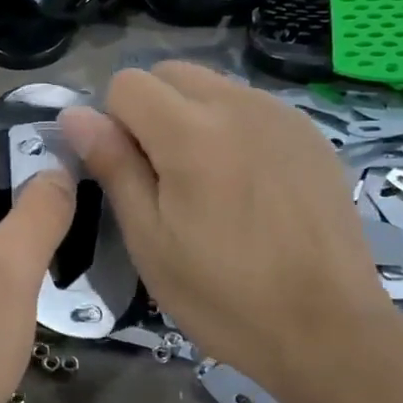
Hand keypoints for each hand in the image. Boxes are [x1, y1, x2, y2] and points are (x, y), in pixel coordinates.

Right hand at [60, 64, 402, 402]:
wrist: (327, 329)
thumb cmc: (223, 295)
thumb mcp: (150, 239)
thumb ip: (113, 166)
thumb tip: (75, 115)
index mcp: (192, 132)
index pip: (127, 83)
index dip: (114, 123)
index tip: (130, 173)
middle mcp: (239, 105)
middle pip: (171, 73)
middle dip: (151, 111)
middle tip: (163, 178)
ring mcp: (282, 116)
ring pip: (214, 86)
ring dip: (193, 117)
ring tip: (208, 185)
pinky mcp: (312, 135)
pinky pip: (252, 108)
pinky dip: (233, 129)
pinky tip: (248, 188)